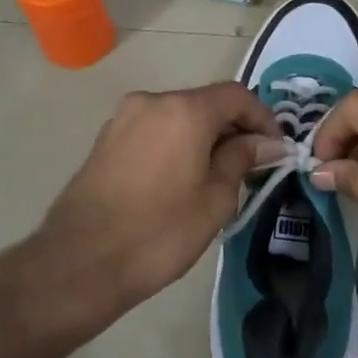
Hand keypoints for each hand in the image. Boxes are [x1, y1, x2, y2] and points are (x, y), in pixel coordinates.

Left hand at [29, 82, 284, 327]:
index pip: (236, 96)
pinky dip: (176, 144)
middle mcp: (151, 102)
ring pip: (178, 117)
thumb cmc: (160, 232)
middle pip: (205, 103)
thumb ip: (242, 159)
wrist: (80, 262)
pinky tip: (182, 179)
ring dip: (204, 138)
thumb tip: (267, 143)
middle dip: (233, 129)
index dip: (263, 119)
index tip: (276, 150)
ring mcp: (123, 119)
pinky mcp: (105, 140)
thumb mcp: (215, 199)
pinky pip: (154, 131)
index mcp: (183, 110)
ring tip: (218, 176)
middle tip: (252, 166)